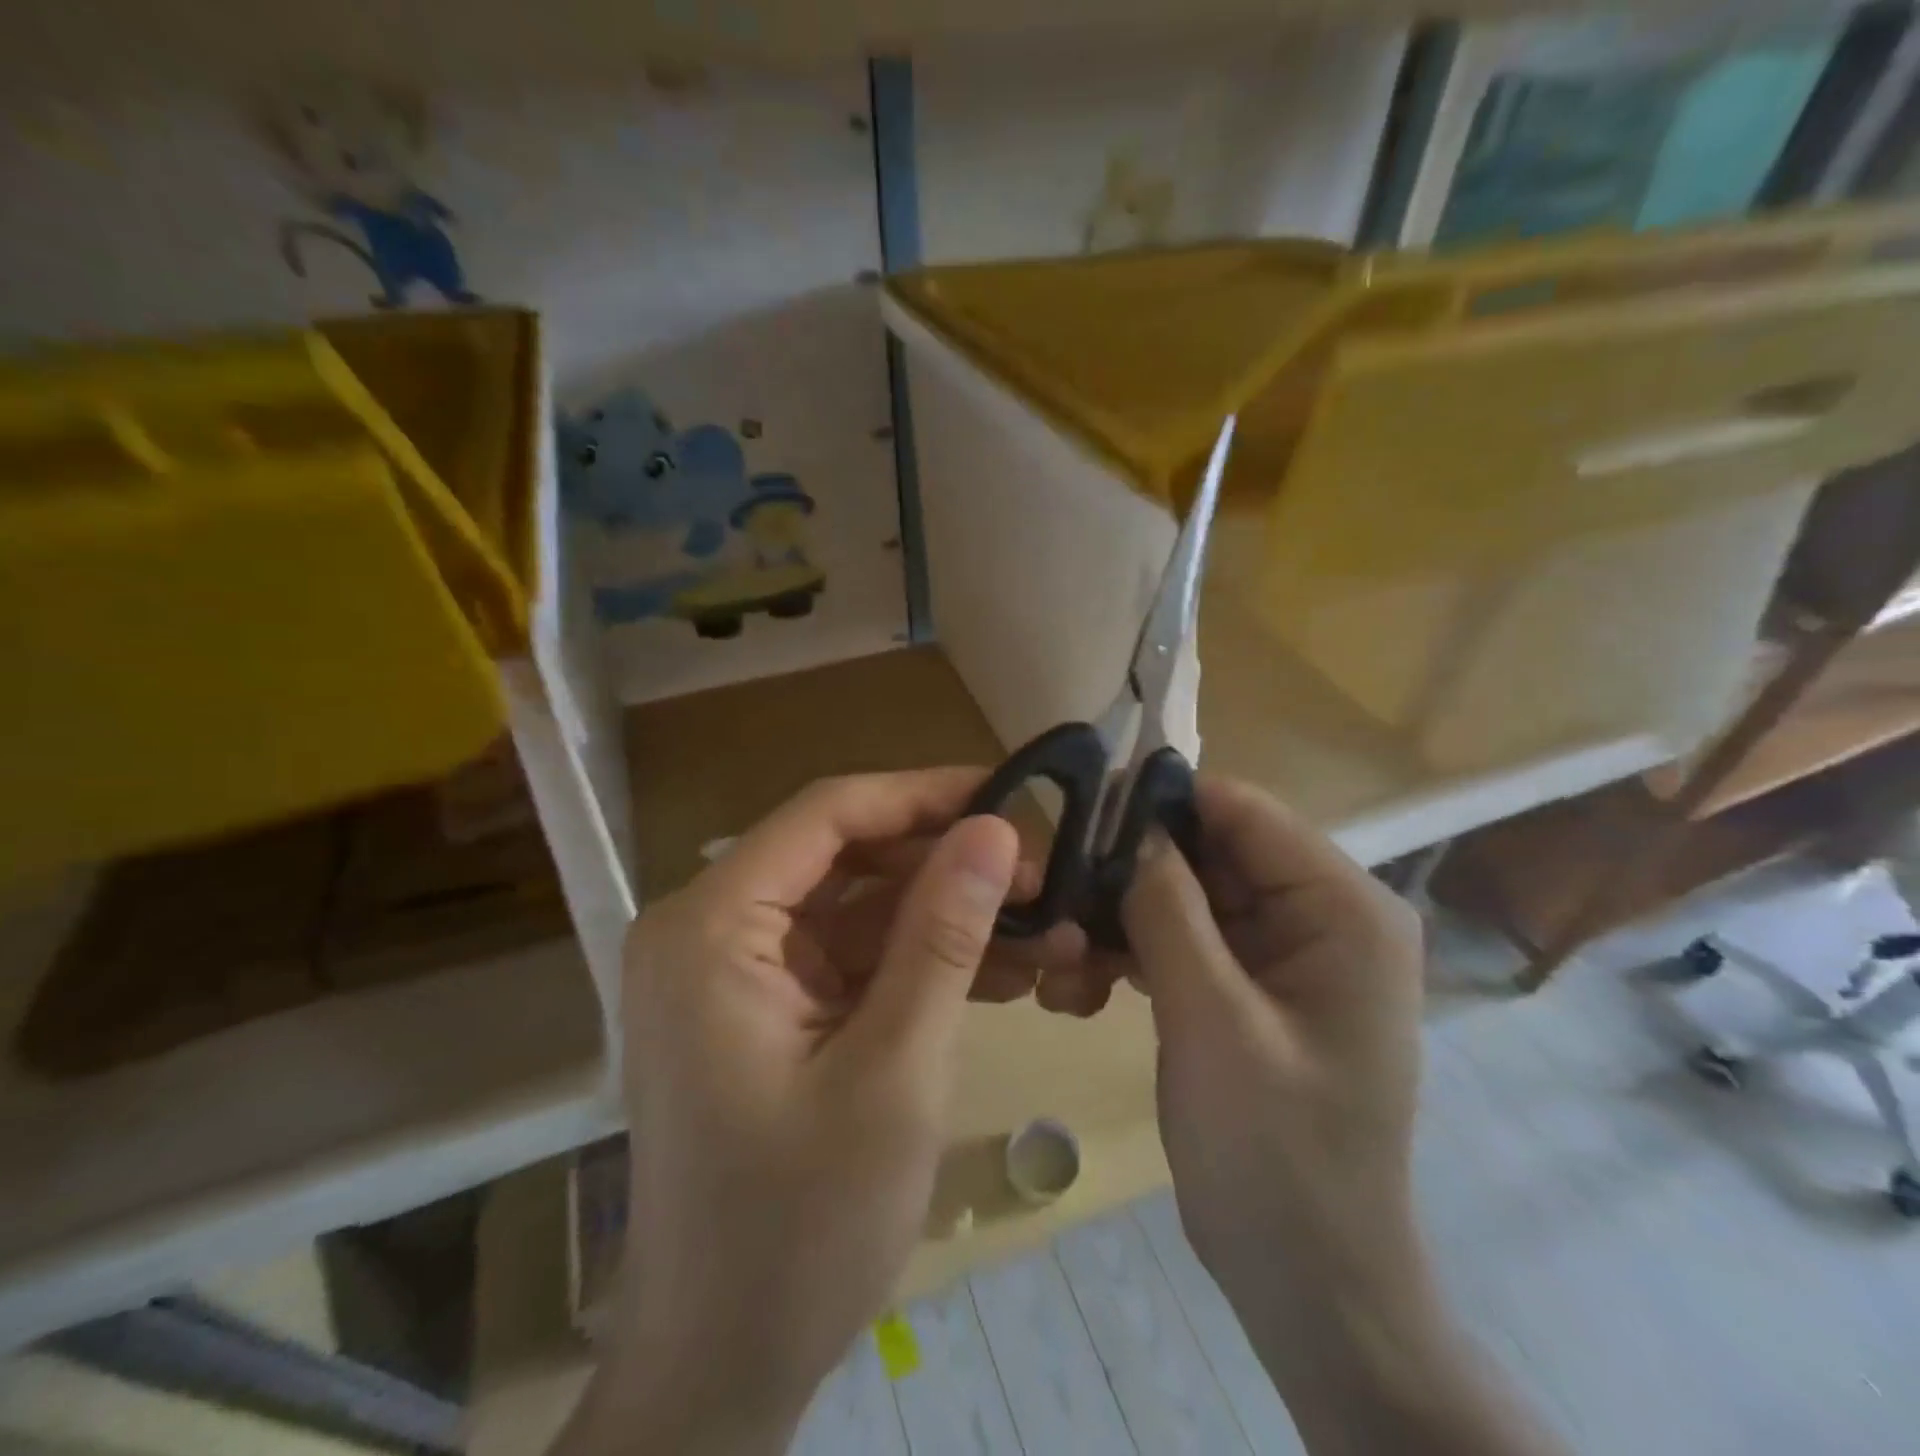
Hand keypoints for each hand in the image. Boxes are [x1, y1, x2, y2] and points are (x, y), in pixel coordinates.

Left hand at [602, 769, 1074, 1448]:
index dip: (922, 794)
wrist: (722, 1367)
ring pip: (856, 907)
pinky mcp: (764, 1007)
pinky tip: (998, 975)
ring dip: (944, 917)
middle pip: (844, 857)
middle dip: (945, 865)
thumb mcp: (893, 1070)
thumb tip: (994, 829)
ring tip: (1041, 931)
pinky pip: (849, 957)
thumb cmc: (798, 1229)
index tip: (1009, 796)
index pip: (827, 816)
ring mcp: (734, 971)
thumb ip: (942, 936)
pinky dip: (917, 962)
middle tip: (1042, 877)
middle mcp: (708, 929)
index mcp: (710, 927)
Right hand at [1123, 785, 1563, 1455]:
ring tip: (1061, 960)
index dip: (1160, 804)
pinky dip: (1136, 952)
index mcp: (1342, 908)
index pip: (1243, 811)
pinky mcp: (1250, 985)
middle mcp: (1321, 914)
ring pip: (1188, 895)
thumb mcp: (1212, 1021)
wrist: (1308, 1282)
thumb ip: (1168, 910)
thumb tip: (1127, 824)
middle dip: (1134, 871)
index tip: (1078, 816)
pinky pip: (1186, 939)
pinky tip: (1082, 986)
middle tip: (1054, 897)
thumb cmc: (1276, 1153)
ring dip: (1123, 918)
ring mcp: (1284, 951)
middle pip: (1211, 852)